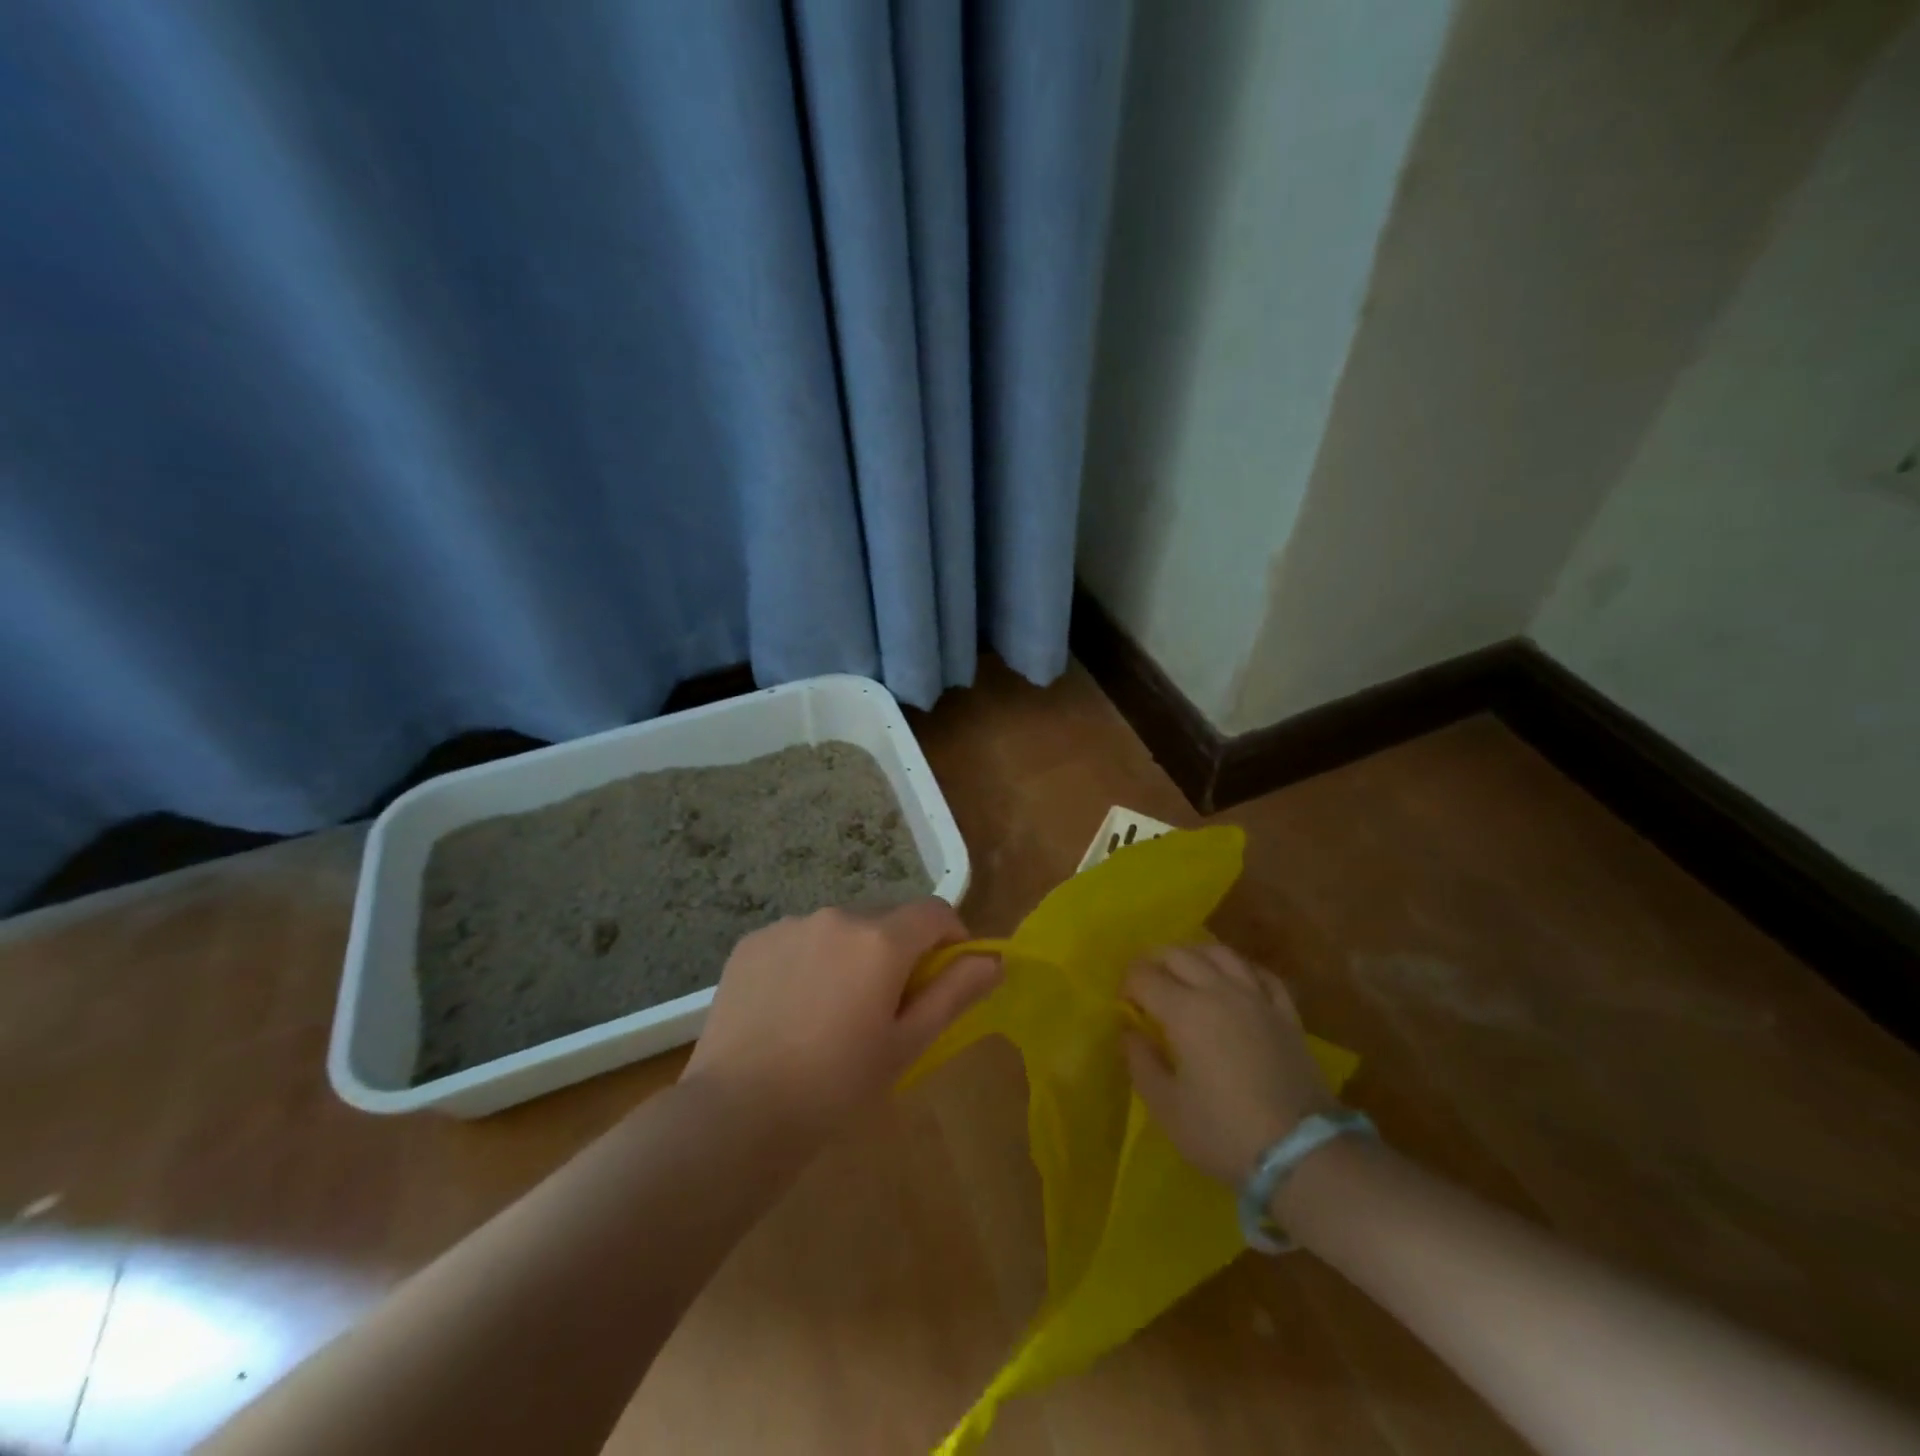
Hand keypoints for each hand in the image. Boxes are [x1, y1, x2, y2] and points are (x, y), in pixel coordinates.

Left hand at [684, 898, 998, 1132]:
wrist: (737, 1112)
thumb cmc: (837, 1085)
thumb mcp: (907, 1044)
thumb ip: (954, 993)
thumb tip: (994, 960)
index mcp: (881, 939)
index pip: (934, 912)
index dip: (951, 938)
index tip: (945, 977)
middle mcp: (837, 915)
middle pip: (887, 918)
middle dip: (899, 950)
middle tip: (886, 1006)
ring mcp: (790, 924)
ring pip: (840, 928)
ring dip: (851, 953)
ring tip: (833, 1010)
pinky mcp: (753, 941)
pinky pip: (799, 938)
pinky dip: (809, 959)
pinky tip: (793, 1007)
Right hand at [1123, 944, 1339, 1186]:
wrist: (1302, 1155)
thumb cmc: (1223, 1132)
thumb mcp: (1166, 1106)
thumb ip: (1140, 1061)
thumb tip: (1130, 1030)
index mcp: (1184, 1011)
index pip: (1144, 976)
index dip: (1127, 985)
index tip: (1124, 1006)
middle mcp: (1219, 991)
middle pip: (1179, 953)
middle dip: (1154, 961)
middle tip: (1145, 984)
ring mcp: (1257, 998)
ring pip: (1220, 953)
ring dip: (1194, 955)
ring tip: (1185, 972)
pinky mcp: (1286, 1013)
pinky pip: (1260, 973)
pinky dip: (1240, 968)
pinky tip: (1234, 980)